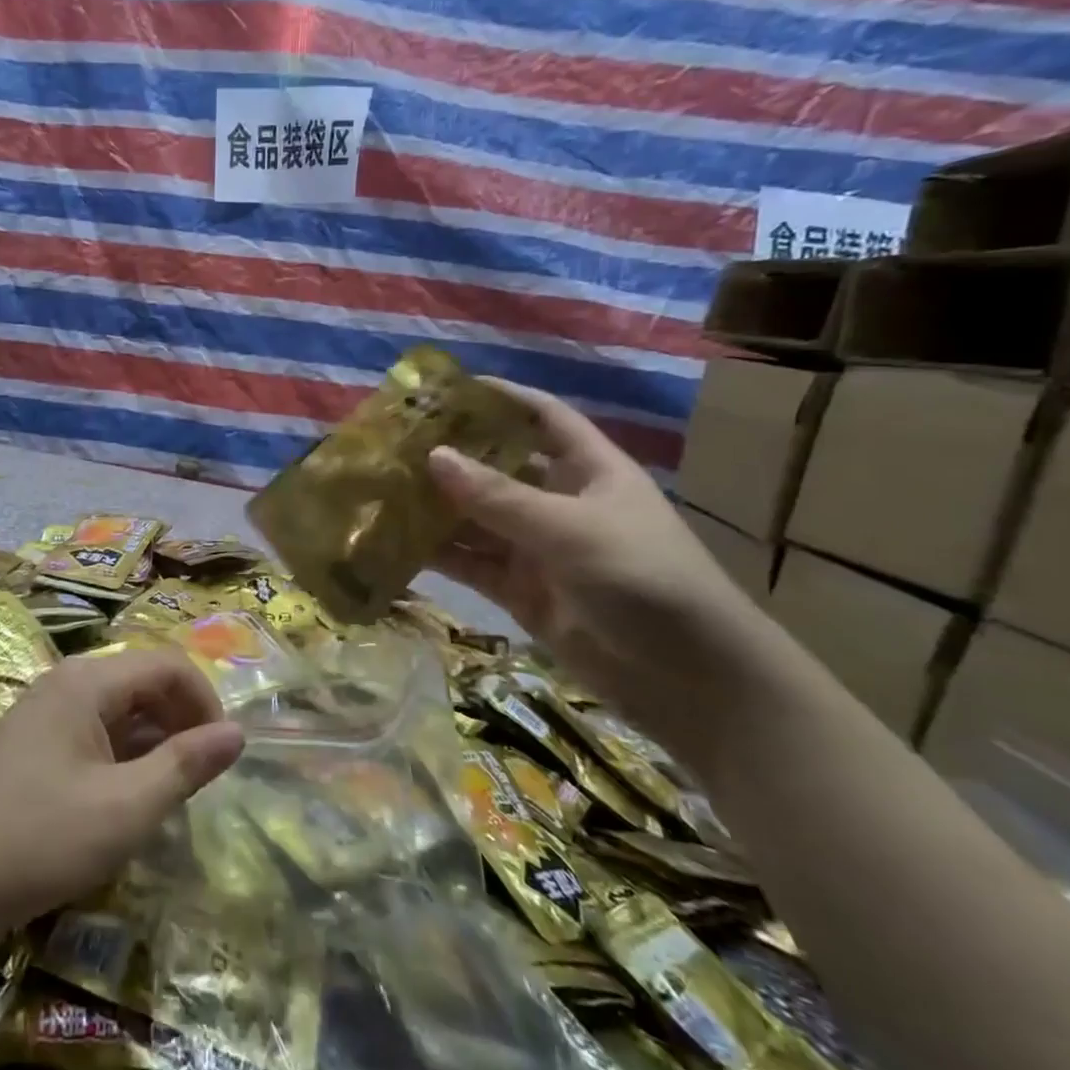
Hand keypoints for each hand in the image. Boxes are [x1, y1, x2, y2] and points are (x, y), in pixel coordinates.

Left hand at [0, 648, 243, 953]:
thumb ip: (185, 766)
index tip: (222, 755)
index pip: (168, 665)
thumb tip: (237, 733)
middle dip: (181, 721)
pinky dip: (121, 757)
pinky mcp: (30, 745)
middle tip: (200, 778)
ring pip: (118, 711)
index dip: (205, 702)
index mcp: (88, 682)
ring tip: (169, 793)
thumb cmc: (36, 839)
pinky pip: (92, 733)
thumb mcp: (124, 809)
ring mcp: (43, 714)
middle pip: (142, 682)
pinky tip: (124, 800)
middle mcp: (65, 684)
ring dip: (153, 742)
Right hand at [426, 378, 768, 755]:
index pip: (541, 417)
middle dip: (450, 455)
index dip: (500, 397)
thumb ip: (498, 496)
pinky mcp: (520, 591)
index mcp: (588, 470)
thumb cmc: (643, 580)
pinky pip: (471, 563)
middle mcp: (559, 502)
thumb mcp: (570, 530)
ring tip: (379, 490)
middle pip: (497, 467)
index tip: (446, 388)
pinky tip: (392, 544)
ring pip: (475, 517)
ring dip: (434, 507)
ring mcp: (537, 549)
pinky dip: (437, 555)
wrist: (690, 681)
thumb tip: (433, 455)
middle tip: (392, 442)